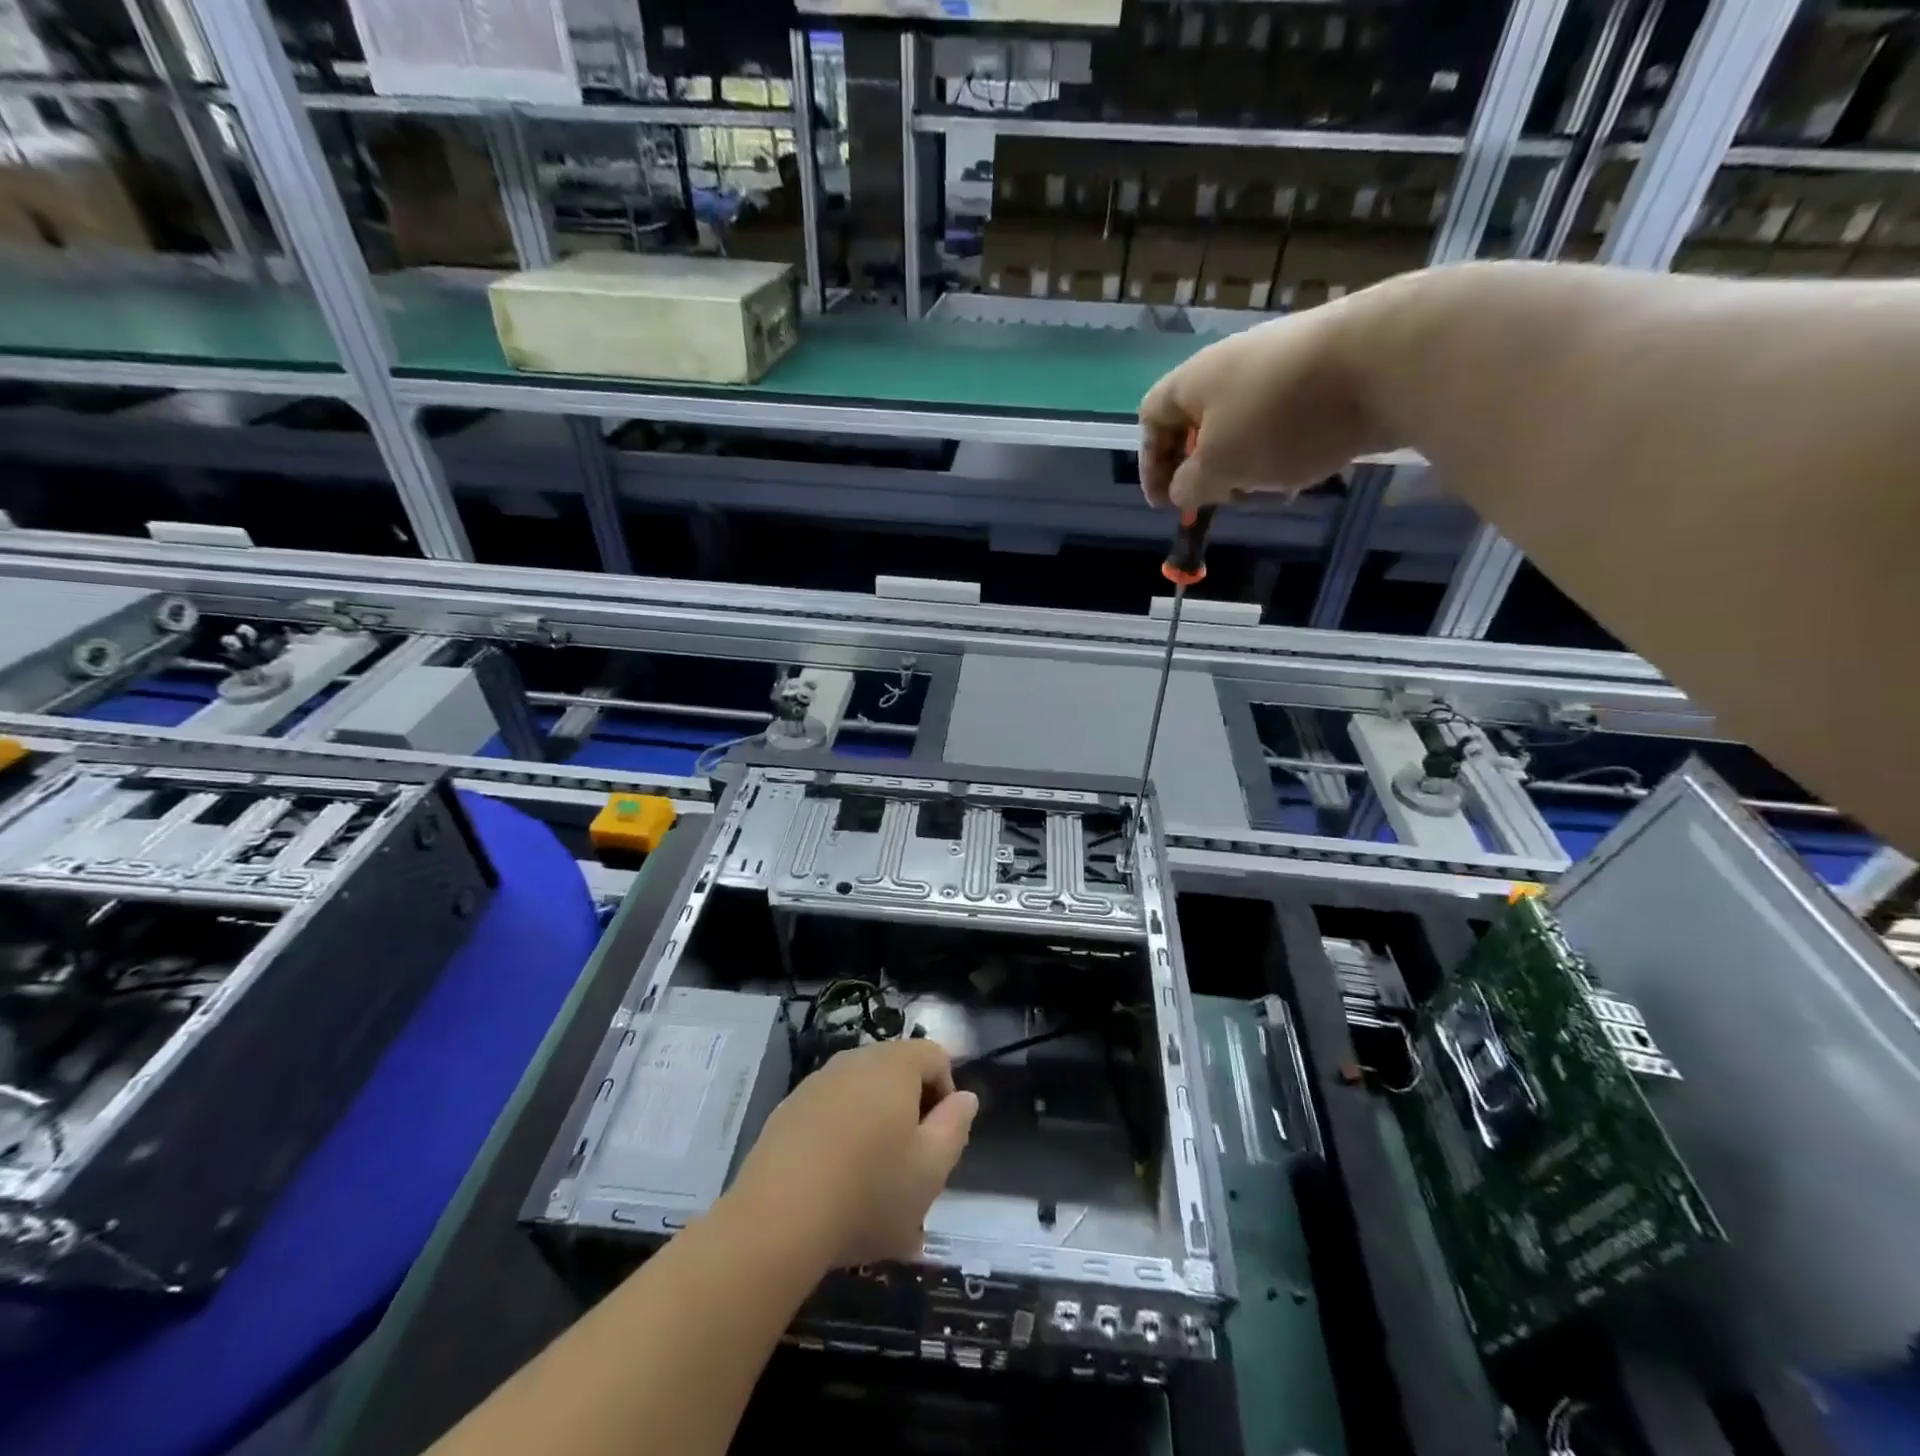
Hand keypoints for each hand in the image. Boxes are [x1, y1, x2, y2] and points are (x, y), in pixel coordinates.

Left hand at [726, 1039, 978, 1269]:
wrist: (776, 1219)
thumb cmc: (869, 1192)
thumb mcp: (931, 1169)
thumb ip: (955, 1126)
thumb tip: (964, 1097)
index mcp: (894, 1065)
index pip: (935, 1056)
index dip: (946, 1095)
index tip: (938, 1142)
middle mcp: (855, 1060)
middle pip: (897, 1073)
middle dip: (910, 1113)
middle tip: (909, 1167)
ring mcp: (817, 1082)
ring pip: (861, 1095)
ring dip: (875, 1128)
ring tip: (871, 1185)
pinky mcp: (788, 1110)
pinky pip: (830, 1113)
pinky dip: (841, 1138)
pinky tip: (834, 1186)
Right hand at [1138, 287, 1400, 509]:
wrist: (1383, 360)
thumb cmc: (1279, 417)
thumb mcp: (1219, 466)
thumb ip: (1190, 486)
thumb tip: (1184, 490)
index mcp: (1194, 380)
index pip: (1151, 418)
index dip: (1151, 464)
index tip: (1165, 504)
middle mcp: (1232, 366)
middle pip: (1201, 426)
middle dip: (1207, 470)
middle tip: (1221, 500)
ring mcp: (1281, 367)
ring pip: (1246, 429)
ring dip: (1249, 466)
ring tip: (1272, 489)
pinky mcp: (1323, 375)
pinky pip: (1286, 423)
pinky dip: (1286, 452)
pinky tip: (1307, 470)